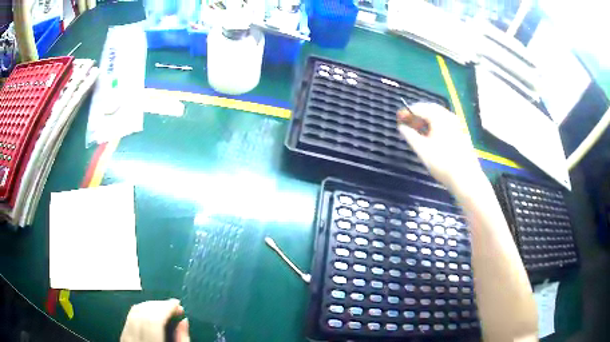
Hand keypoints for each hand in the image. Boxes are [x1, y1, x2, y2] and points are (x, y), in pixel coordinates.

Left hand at [121, 299, 189, 341]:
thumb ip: (183, 340)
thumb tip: (184, 320)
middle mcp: (134, 340)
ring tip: (164, 309)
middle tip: (174, 306)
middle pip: (142, 313)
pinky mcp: (123, 338)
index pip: (154, 320)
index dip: (166, 308)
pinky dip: (142, 312)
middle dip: (159, 305)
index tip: (178, 304)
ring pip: (134, 313)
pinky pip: (130, 318)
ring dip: (150, 306)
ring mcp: (126, 339)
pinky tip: (152, 314)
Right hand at [396, 102, 482, 191]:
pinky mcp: (462, 133)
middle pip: (431, 109)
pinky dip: (436, 125)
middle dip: (418, 113)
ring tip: (419, 130)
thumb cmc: (442, 163)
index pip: (420, 108)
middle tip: (408, 122)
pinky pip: (446, 123)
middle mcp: (449, 117)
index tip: (398, 117)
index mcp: (439, 117)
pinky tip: (433, 137)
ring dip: (427, 119)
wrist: (466, 178)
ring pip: (439, 116)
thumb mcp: (422, 150)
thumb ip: (410, 136)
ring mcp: (458, 124)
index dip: (407, 111)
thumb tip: (401, 127)